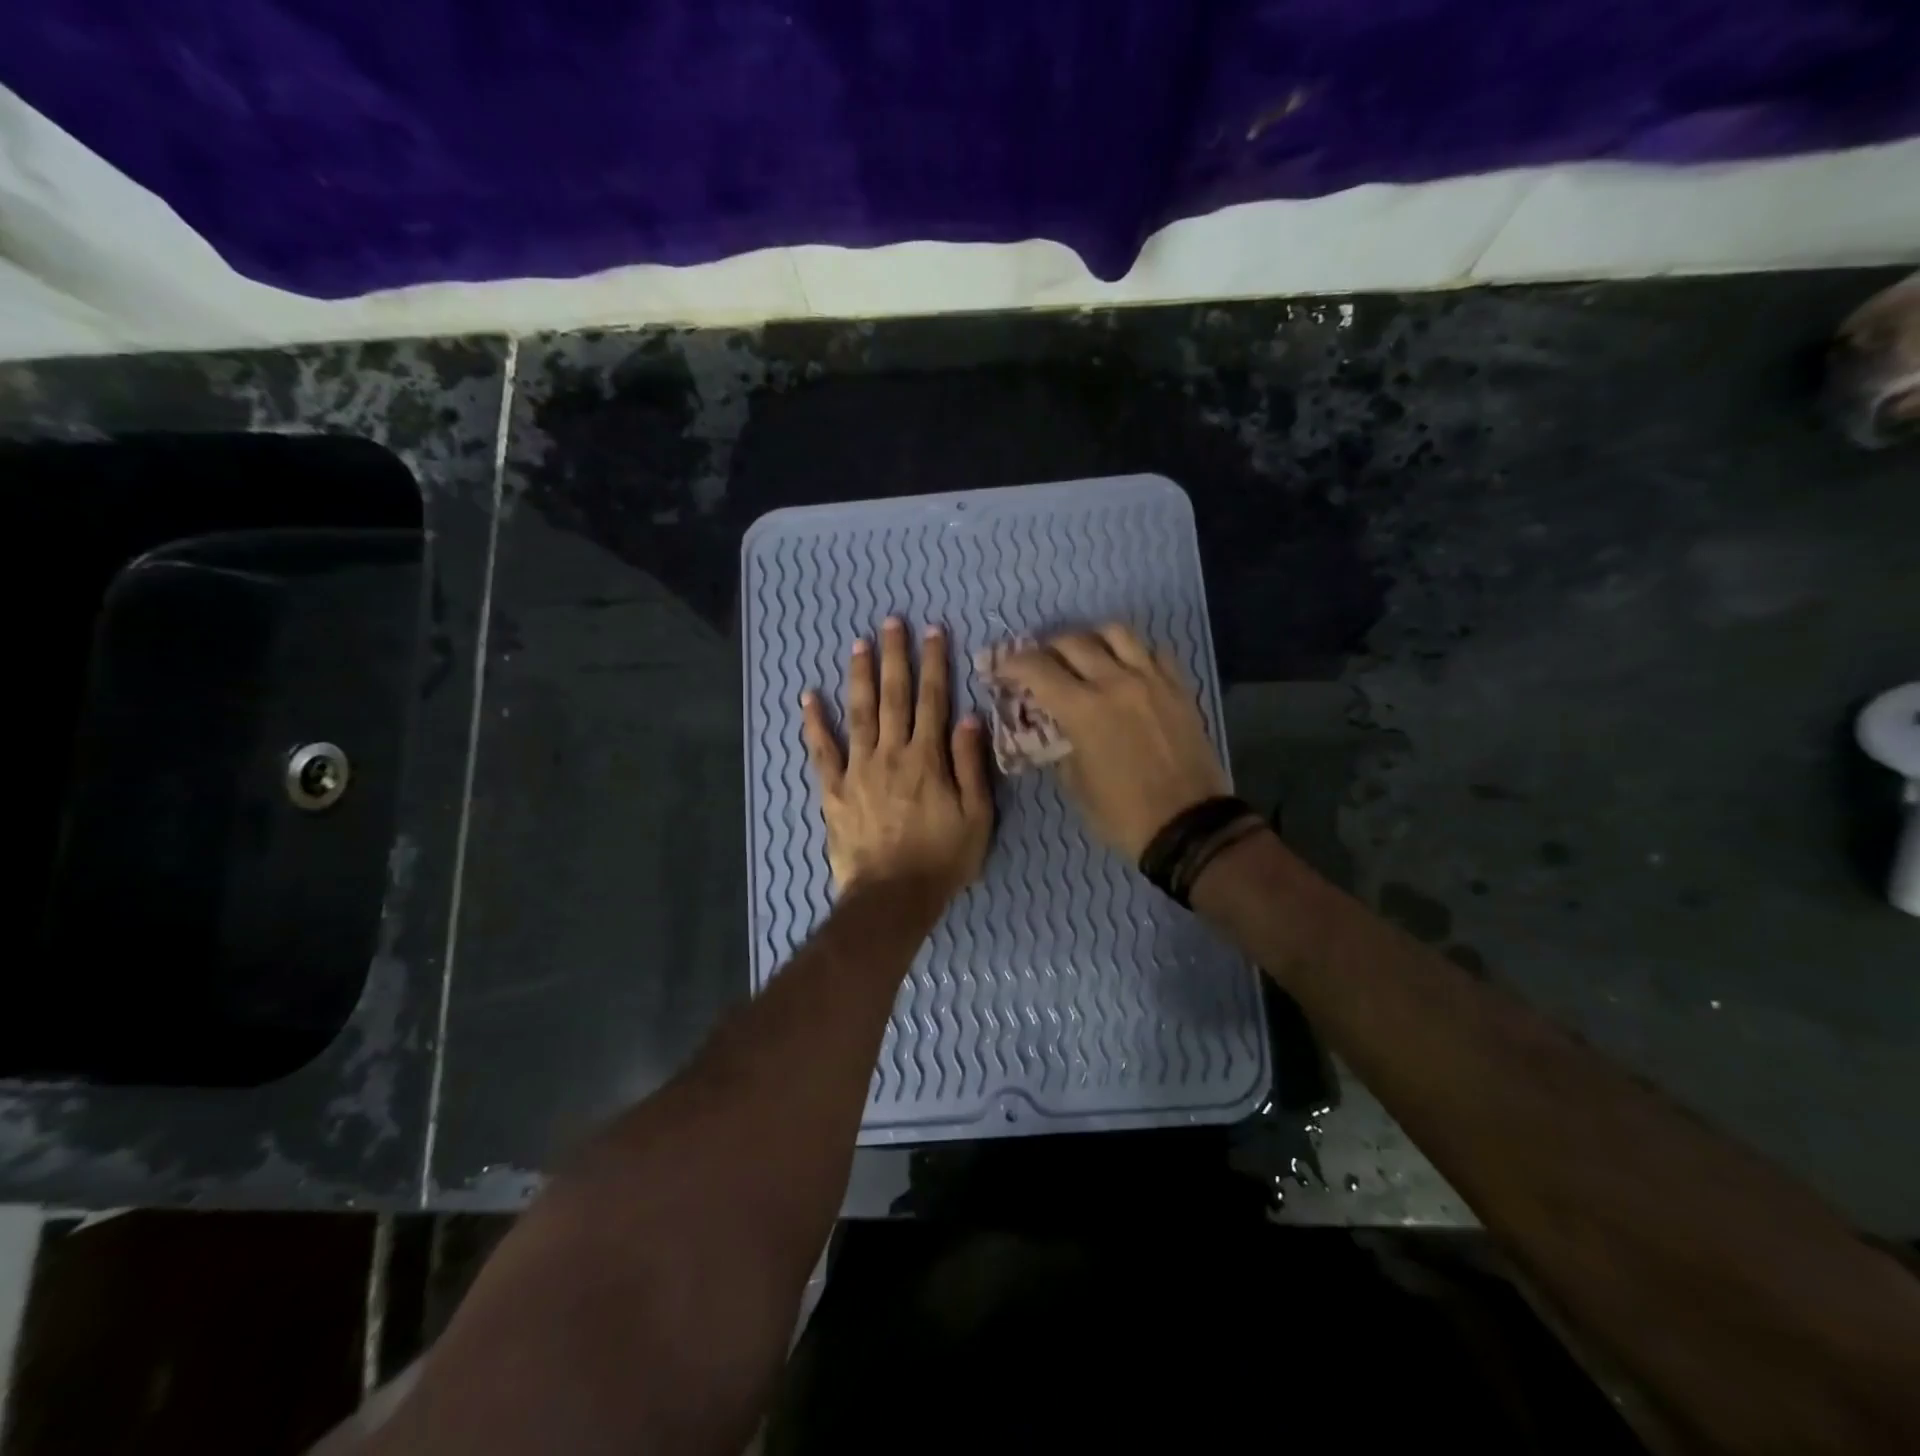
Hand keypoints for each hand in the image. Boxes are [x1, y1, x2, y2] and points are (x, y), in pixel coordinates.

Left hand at [801, 617, 993, 897]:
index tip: (932, 632)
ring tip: (858, 644)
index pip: (932, 700)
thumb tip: (969, 717)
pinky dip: (814, 724)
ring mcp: (858, 769)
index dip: (933, 664)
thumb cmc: (942, 859)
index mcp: (927, 758)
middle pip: (893, 696)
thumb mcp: (976, 815)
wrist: (893, 897)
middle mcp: (891, 753)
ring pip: (858, 713)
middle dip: (894, 657)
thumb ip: (971, 764)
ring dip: (859, 677)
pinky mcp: (833, 790)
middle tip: (891, 622)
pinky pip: (822, 752)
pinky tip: (807, 698)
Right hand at [994, 625, 1228, 859]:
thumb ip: (1060, 743)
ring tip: (1084, 654)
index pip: (1036, 668)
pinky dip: (1131, 652)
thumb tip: (1056, 725)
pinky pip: (1152, 651)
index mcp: (1083, 709)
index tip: (1003, 670)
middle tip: (1040, 664)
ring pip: (1115, 632)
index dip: (1012, 663)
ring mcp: (1151, 680)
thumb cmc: (1122, 813)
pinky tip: (1124, 668)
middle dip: (1046, 649)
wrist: (1188, 826)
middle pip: (1072, 641)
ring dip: (1090, 638)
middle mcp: (1115, 682)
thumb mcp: (1075, 783)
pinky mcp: (1179, 687)